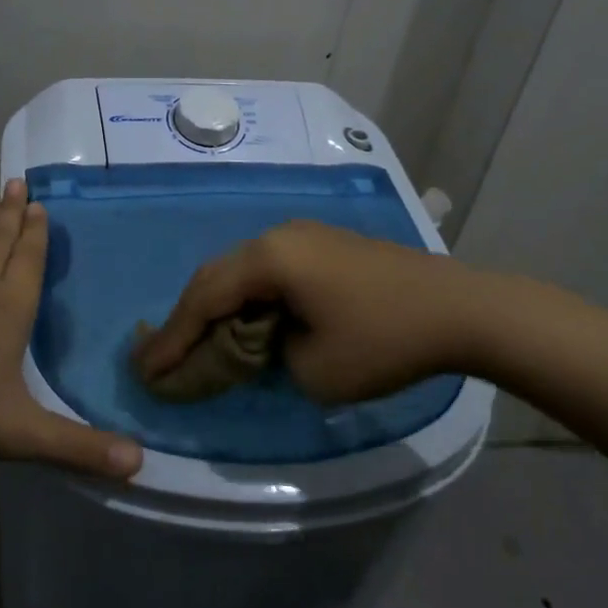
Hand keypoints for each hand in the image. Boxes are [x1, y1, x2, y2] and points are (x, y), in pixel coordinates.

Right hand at [133, 219, 485, 403]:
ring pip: (243, 271)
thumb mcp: (313, 368)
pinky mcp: (326, 246)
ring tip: (198, 342)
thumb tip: (263, 340)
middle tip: (161, 356)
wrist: (461, 310)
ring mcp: (305, 236)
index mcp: (270, 258)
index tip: (146, 371)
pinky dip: (250, 299)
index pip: (204, 297)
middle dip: (187, 319)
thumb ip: (268, 353)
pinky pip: (271, 271)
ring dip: (219, 307)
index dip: (172, 337)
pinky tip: (248, 322)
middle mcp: (279, 236)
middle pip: (217, 276)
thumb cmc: (384, 341)